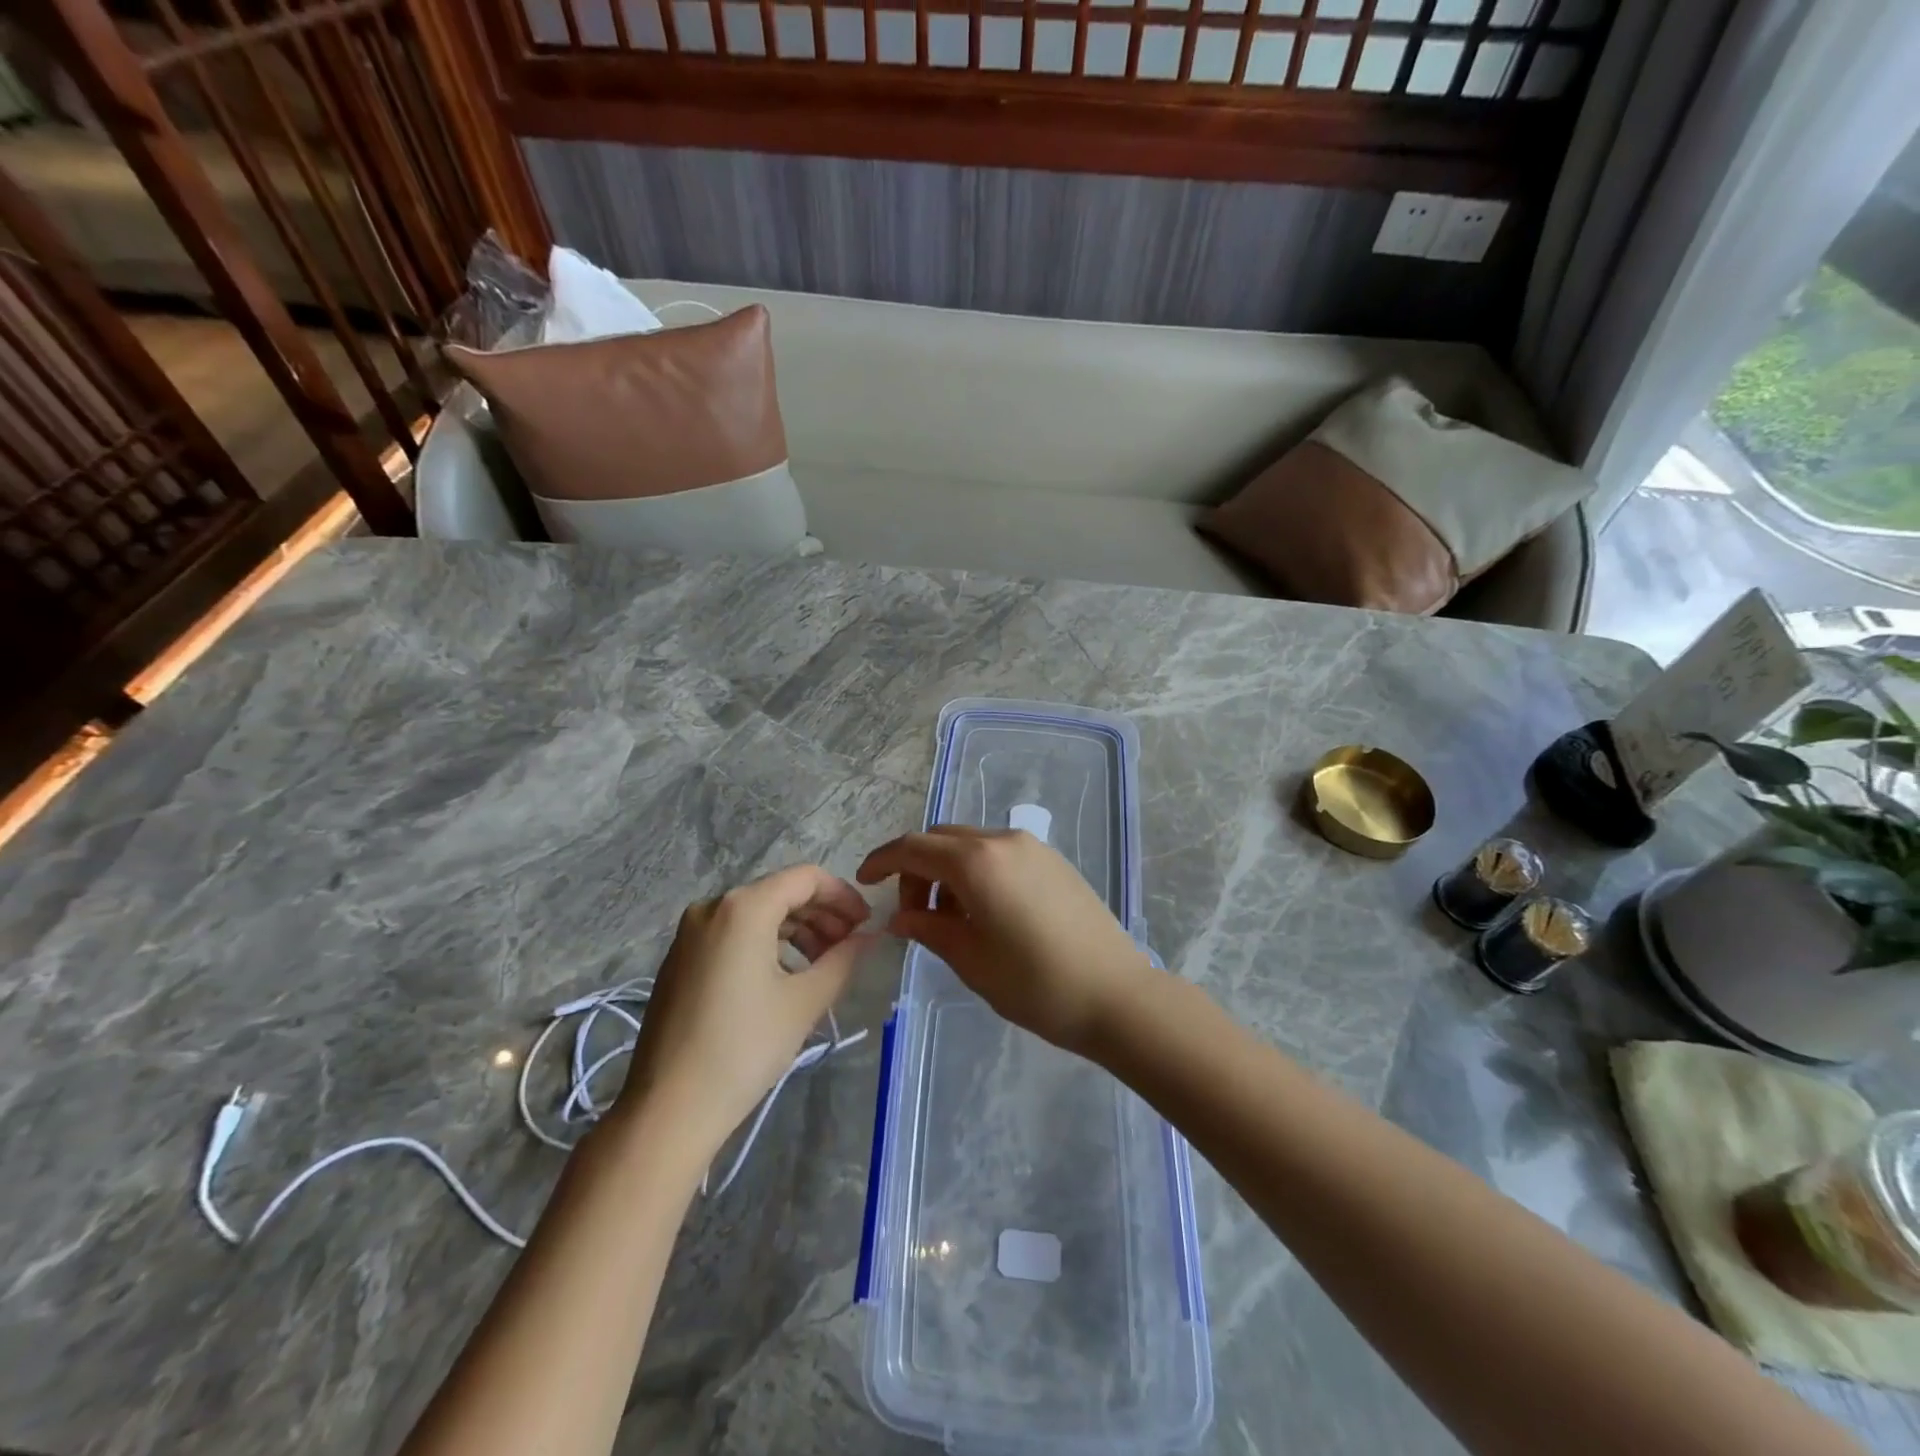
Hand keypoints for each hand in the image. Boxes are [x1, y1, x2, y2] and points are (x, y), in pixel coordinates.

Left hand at [621, 865, 870, 1151]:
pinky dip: (766, 944)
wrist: (668, 1108)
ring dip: (797, 931)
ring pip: (757, 915)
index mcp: (744, 907)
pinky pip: (733, 935)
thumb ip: (843, 959)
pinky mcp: (679, 960)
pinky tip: (785, 978)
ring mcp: (690, 933)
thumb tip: (868, 937)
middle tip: (850, 946)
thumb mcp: (804, 1001)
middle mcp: (712, 907)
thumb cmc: (744, 1047)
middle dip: (822, 915)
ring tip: (822, 966)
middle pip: (780, 893)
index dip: (843, 895)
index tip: (867, 924)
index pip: (806, 878)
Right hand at [856, 827, 1157, 1054]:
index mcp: (977, 862)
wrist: (1117, 995)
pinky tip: (985, 913)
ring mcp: (1033, 848)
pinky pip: (1000, 854)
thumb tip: (901, 919)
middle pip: (942, 840)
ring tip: (951, 921)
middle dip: (917, 870)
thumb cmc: (1036, 984)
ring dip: (948, 871)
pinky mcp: (1053, 861)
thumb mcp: (971, 960)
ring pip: (971, 845)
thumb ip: (928, 930)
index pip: (913, 848)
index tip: (864, 881)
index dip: (882, 861)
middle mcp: (1003, 841)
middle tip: (914, 916)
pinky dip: (977, 872)